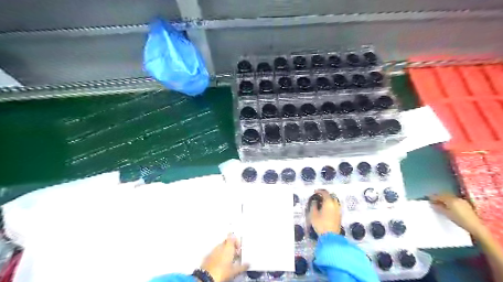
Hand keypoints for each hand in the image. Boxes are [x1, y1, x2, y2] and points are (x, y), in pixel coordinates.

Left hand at [199, 235, 247, 281]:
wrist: (207, 277)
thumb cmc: (223, 271)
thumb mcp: (235, 270)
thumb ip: (242, 266)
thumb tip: (248, 264)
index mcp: (228, 247)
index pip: (232, 237)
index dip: (236, 241)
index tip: (238, 248)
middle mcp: (220, 246)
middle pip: (226, 242)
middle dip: (231, 247)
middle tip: (234, 255)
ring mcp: (213, 250)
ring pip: (220, 247)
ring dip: (224, 251)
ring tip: (228, 260)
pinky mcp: (207, 256)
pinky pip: (215, 252)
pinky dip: (218, 255)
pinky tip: (220, 263)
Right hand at [307, 190, 341, 235]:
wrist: (330, 236)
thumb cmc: (320, 224)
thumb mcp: (313, 214)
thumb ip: (313, 205)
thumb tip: (315, 201)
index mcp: (329, 202)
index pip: (325, 193)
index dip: (319, 191)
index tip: (315, 192)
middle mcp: (335, 205)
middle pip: (332, 196)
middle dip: (325, 195)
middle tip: (319, 196)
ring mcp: (338, 210)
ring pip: (334, 201)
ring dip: (329, 200)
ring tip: (322, 203)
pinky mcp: (339, 215)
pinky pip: (335, 206)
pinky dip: (331, 205)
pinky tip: (326, 209)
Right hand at [428, 194, 487, 237]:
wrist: (476, 226)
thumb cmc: (459, 220)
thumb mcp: (447, 214)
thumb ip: (439, 208)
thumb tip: (432, 204)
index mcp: (451, 200)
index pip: (439, 196)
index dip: (433, 197)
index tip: (427, 197)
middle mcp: (456, 198)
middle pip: (445, 195)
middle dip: (438, 197)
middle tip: (433, 199)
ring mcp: (462, 201)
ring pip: (450, 197)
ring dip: (444, 198)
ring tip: (440, 202)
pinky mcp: (466, 204)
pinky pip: (455, 199)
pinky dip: (449, 200)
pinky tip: (449, 205)